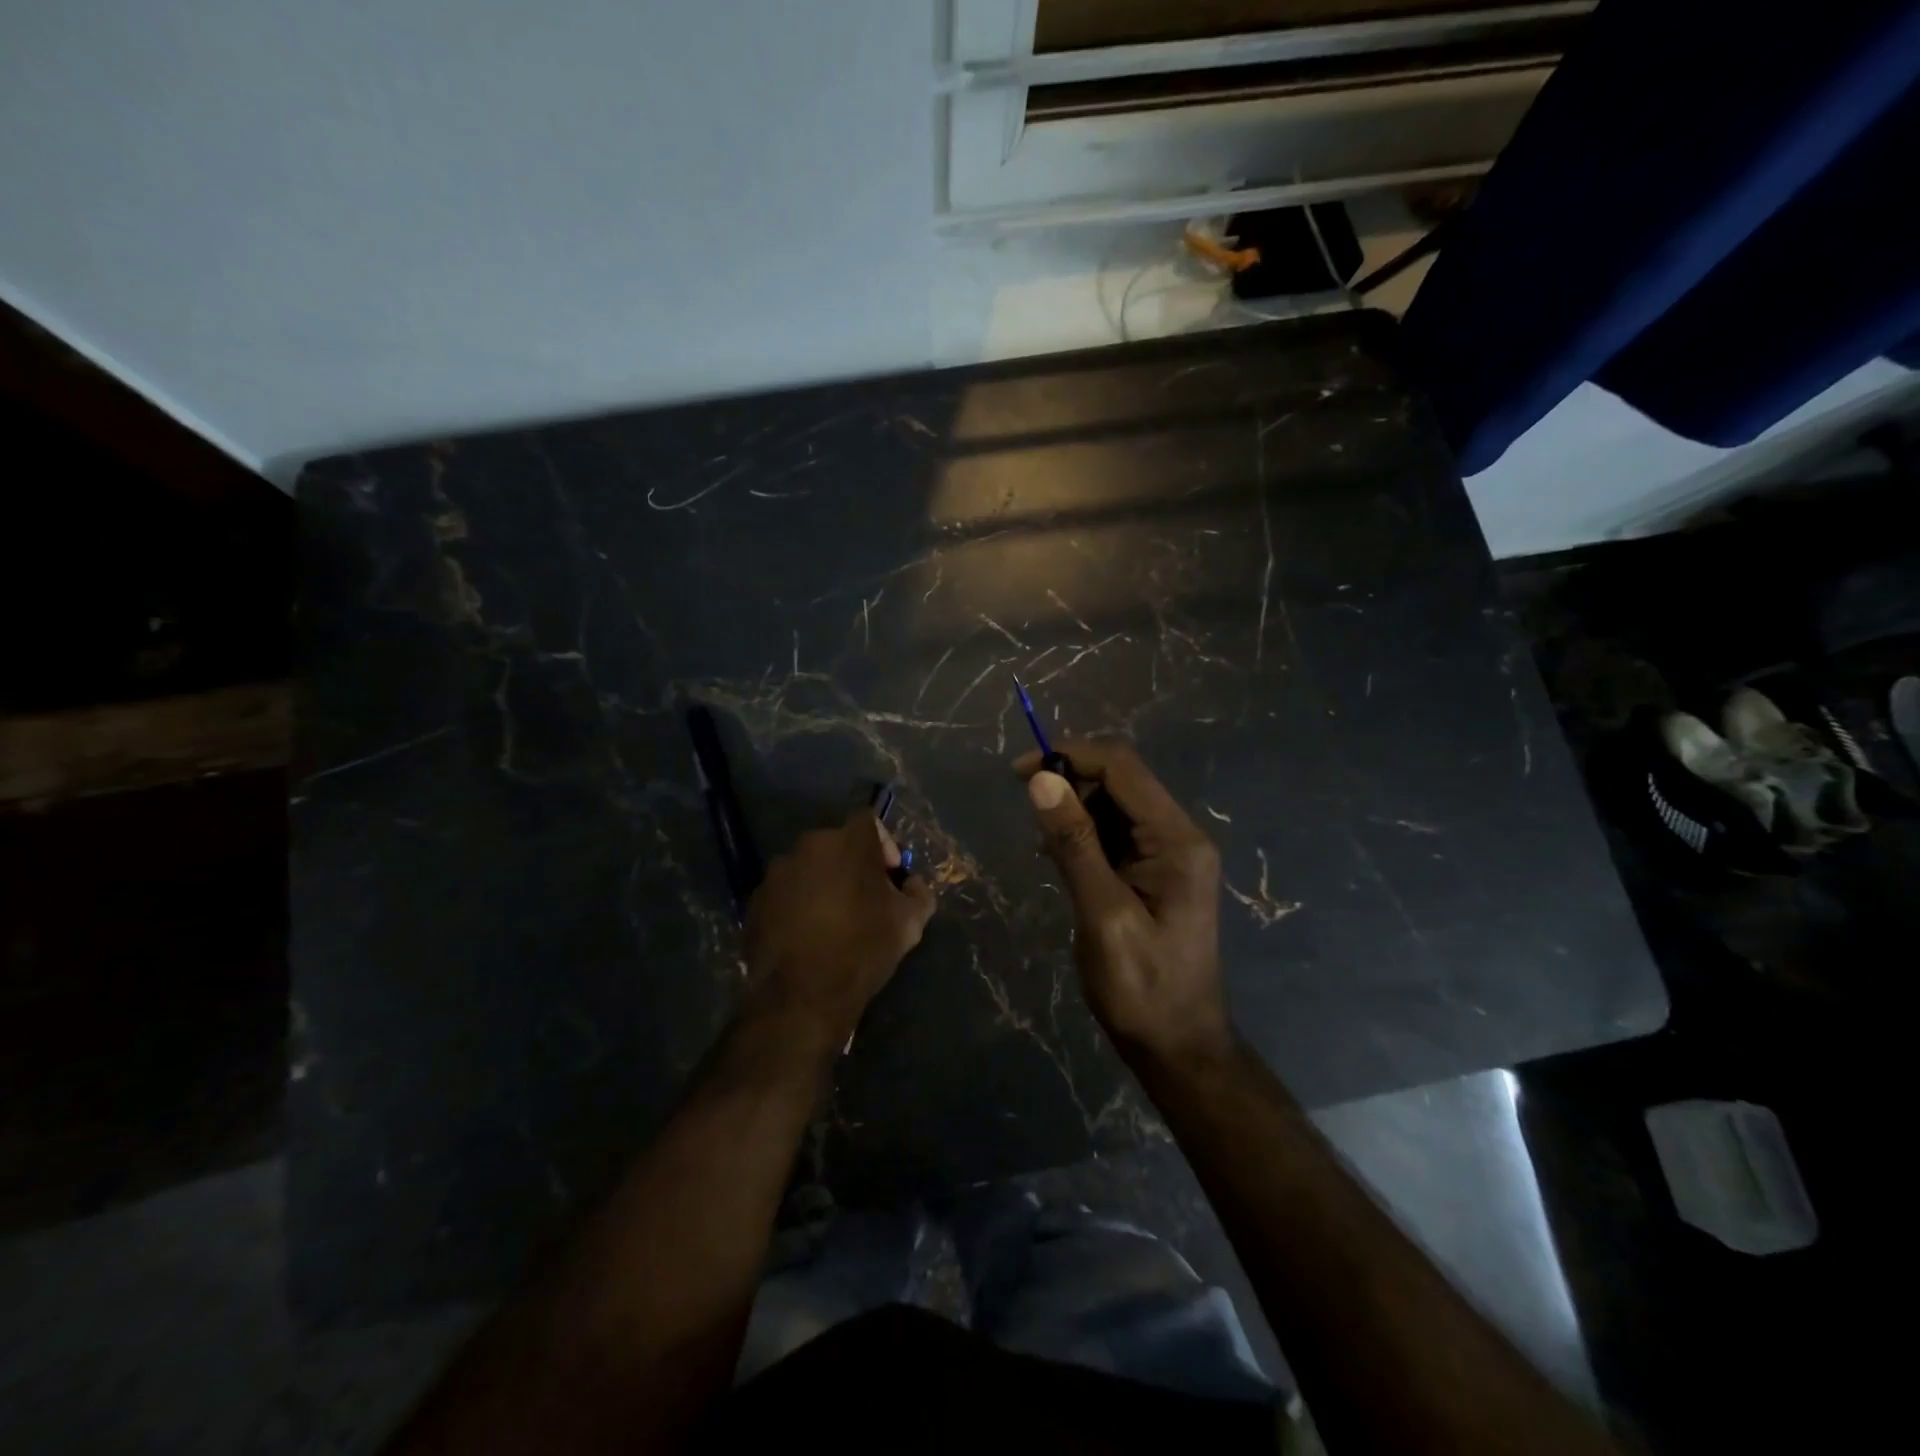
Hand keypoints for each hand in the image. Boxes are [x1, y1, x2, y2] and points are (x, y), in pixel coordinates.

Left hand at [743, 809, 935, 1053]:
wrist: (802, 994)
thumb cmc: (863, 948)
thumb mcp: (910, 922)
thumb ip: (919, 893)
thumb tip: (911, 884)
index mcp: (849, 841)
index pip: (869, 820)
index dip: (883, 843)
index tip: (889, 875)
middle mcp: (810, 845)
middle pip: (837, 844)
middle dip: (853, 865)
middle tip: (864, 899)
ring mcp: (777, 872)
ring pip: (809, 868)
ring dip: (823, 883)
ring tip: (833, 920)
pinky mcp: (756, 899)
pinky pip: (785, 892)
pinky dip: (797, 904)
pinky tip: (807, 935)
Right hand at [1015, 740, 1231, 1068]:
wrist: (1178, 1047)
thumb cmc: (1141, 988)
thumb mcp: (1102, 915)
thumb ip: (1075, 844)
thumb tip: (1042, 779)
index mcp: (1176, 840)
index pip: (1122, 767)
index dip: (1069, 756)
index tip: (1019, 772)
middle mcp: (1179, 835)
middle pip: (1121, 779)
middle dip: (1069, 780)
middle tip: (1025, 809)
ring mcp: (1170, 854)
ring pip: (1115, 804)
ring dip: (1074, 809)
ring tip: (1041, 843)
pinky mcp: (1155, 871)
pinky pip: (1116, 833)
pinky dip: (1084, 834)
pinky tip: (1058, 857)